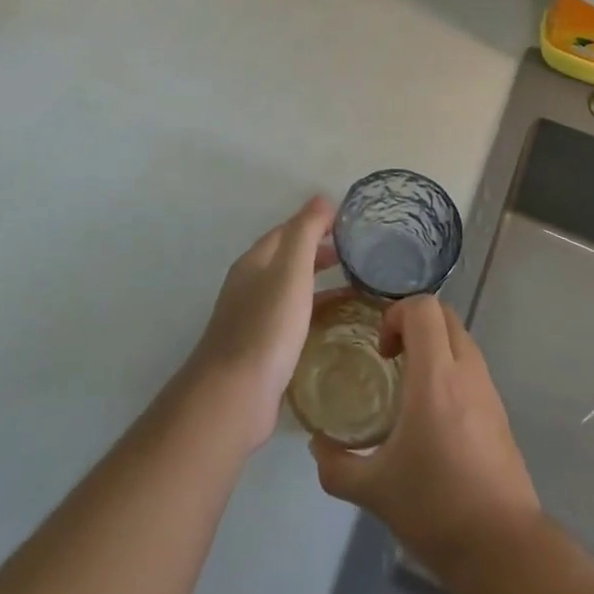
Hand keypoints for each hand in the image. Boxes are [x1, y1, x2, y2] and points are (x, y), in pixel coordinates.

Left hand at [183, 197, 336, 450]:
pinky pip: (293, 317)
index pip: (288, 229)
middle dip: (320, 250)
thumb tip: (321, 198)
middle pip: (288, 257)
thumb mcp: (291, 270)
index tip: (351, 223)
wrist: (235, 394)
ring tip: (356, 285)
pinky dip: (315, 310)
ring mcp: (254, 317)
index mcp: (255, 261)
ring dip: (319, 280)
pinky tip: (336, 323)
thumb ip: (305, 232)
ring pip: (291, 288)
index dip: (316, 222)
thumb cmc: (267, 326)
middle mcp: (250, 284)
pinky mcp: (262, 347)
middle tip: (358, 253)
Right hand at [310, 297, 541, 583]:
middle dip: (413, 323)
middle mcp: (466, 371)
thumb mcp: (373, 490)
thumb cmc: (435, 508)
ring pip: (461, 339)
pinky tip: (431, 416)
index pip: (423, 308)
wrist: (503, 549)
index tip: (380, 351)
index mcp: (436, 376)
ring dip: (433, 347)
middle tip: (390, 359)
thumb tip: (317, 446)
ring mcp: (488, 390)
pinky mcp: (500, 412)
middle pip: (444, 315)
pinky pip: (471, 368)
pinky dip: (449, 370)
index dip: (396, 314)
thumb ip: (336, 465)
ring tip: (407, 387)